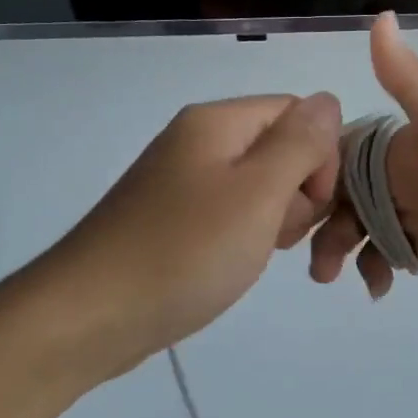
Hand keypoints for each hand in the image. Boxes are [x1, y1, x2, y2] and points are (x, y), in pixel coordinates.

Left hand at [38, 94, 342, 379]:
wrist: (90, 316)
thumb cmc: (184, 252)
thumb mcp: (258, 194)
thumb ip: (300, 144)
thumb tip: (328, 101)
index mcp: (217, 122)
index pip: (298, 114)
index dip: (321, 158)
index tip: (312, 208)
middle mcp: (198, 141)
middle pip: (279, 148)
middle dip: (298, 193)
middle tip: (279, 237)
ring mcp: (181, 181)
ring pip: (258, 186)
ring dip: (275, 219)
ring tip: (256, 256)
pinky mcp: (173, 218)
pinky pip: (229, 213)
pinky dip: (245, 235)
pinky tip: (236, 264)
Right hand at [310, 13, 417, 329]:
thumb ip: (414, 85)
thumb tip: (379, 17)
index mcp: (410, 143)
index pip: (342, 149)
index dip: (314, 171)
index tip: (291, 203)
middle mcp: (409, 175)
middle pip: (344, 192)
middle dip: (323, 221)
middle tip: (317, 261)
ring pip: (358, 225)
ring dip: (340, 248)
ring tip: (336, 278)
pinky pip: (383, 254)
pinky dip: (372, 268)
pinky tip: (381, 288)